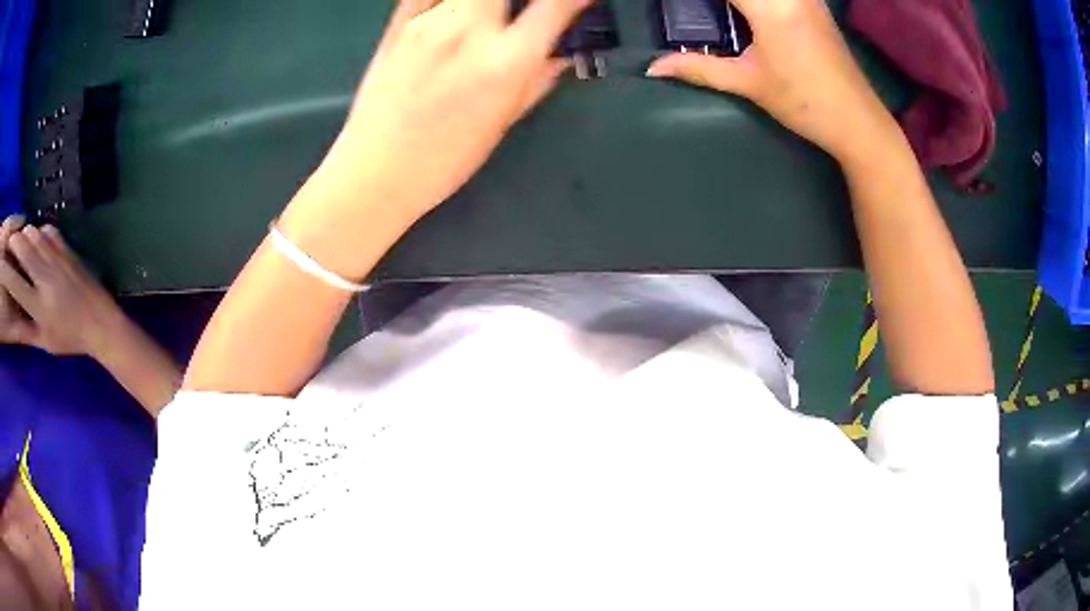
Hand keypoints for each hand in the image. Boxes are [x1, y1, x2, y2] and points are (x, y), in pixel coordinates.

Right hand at [0, 222, 125, 356]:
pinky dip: (39, 231)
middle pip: (23, 248)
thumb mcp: (44, 341)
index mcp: (38, 305)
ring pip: (34, 234)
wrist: (100, 322)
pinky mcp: (67, 249)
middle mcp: (45, 277)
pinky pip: (49, 230)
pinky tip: (38, 240)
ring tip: (21, 241)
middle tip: (10, 244)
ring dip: (25, 233)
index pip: (15, 283)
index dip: (6, 271)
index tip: (2, 266)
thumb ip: (26, 330)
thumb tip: (11, 321)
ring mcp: (57, 259)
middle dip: (14, 242)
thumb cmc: (69, 338)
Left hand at [324, 0, 589, 219]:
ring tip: (487, 16)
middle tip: (519, 11)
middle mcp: (470, 30)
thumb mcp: (504, 121)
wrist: (376, 172)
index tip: (577, 1)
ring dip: (486, 0)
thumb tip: (561, 52)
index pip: (555, 5)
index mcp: (506, 62)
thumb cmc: (446, 159)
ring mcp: (430, 21)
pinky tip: (452, 11)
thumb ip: (538, 78)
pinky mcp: (398, 22)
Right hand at [646, 0, 897, 163]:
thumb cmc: (804, 102)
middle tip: (701, 13)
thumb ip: (698, 67)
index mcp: (770, 6)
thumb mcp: (748, 83)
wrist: (857, 120)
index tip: (677, 6)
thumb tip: (653, 68)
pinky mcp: (813, 1)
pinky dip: (754, 1)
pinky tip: (743, 13)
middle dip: (718, 2)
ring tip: (722, 15)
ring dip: (736, 1)